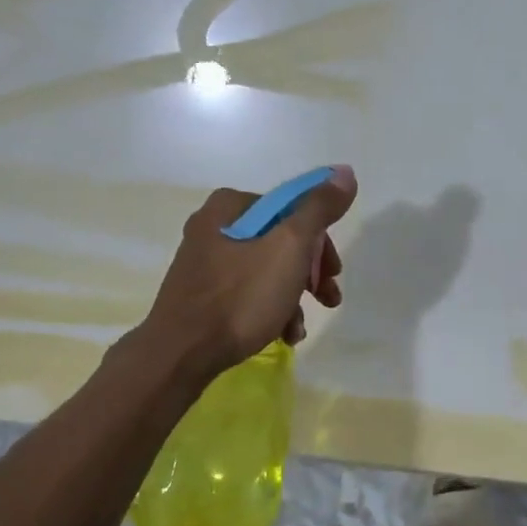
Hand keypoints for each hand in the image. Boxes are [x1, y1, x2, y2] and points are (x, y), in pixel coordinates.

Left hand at [140, 166, 356, 382]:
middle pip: (280, 242)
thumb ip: (319, 209)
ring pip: (266, 272)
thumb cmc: (240, 297)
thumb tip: (344, 173)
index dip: (320, 242)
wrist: (182, 353)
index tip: (333, 272)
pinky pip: (246, 294)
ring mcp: (205, 264)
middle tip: (328, 298)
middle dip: (309, 274)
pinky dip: (269, 311)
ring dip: (292, 298)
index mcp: (231, 207)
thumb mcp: (289, 247)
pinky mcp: (201, 296)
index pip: (292, 210)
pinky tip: (281, 336)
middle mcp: (214, 228)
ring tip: (299, 329)